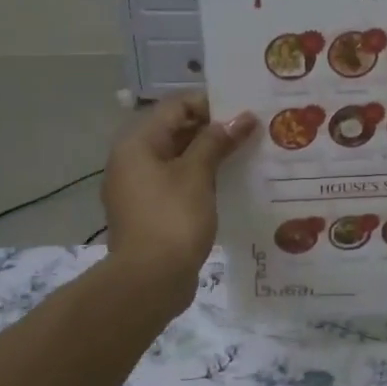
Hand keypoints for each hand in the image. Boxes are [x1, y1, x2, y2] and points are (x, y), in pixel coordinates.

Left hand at [103, 94, 255, 299]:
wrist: (149, 281)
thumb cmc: (172, 219)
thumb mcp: (197, 175)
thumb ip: (217, 141)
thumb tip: (242, 117)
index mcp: (137, 143)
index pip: (176, 106)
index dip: (211, 104)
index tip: (245, 109)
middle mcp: (133, 160)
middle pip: (176, 130)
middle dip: (214, 129)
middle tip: (253, 130)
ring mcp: (140, 188)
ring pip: (179, 158)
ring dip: (211, 154)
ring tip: (249, 153)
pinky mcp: (152, 211)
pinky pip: (179, 183)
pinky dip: (203, 178)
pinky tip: (232, 182)